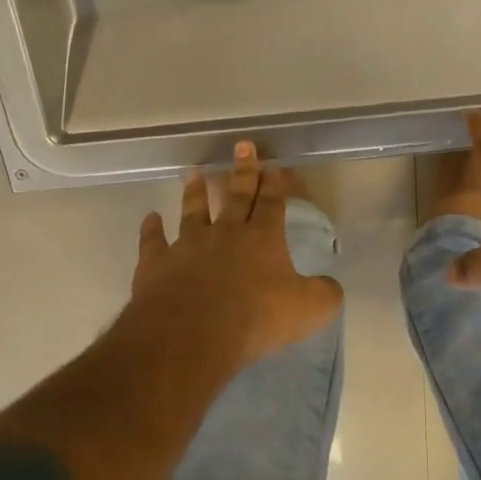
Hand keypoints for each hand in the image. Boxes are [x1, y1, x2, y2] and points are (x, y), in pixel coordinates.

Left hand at [129, 143, 342, 363]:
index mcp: (262, 238)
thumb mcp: (308, 310)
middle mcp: (225, 233)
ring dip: (195, 192)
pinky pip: (153, 241)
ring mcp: (188, 245)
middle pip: (235, 196)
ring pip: (193, 211)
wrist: (193, 333)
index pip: (271, 203)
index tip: (273, 165)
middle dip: (242, 171)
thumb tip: (330, 286)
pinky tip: (151, 218)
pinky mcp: (157, 264)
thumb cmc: (255, 318)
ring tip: (195, 172)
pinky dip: (152, 228)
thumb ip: (324, 294)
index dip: (274, 184)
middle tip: (242, 146)